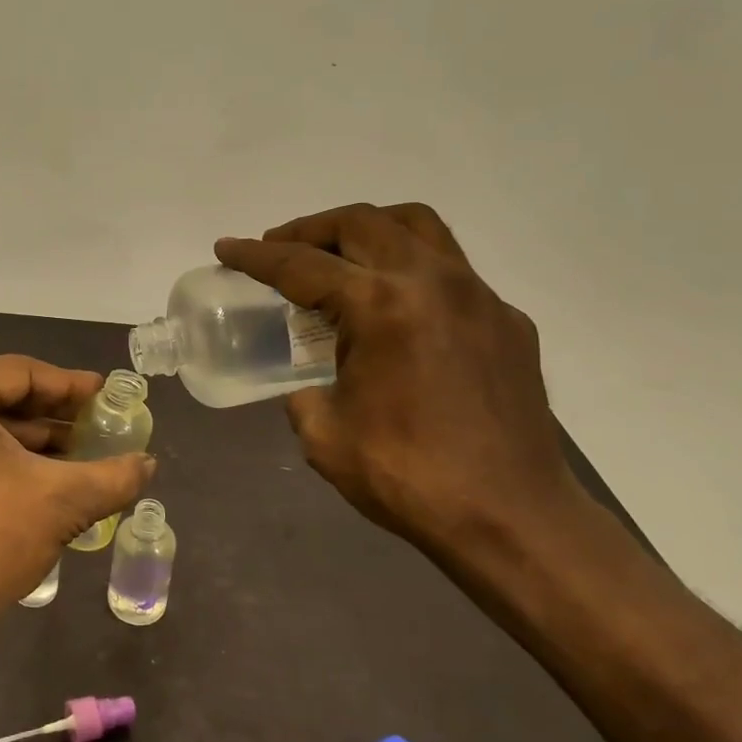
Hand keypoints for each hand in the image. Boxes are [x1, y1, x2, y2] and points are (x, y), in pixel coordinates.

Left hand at [0, 356, 155, 644]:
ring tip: (82, 448)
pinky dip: (5, 453)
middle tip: (99, 421)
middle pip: (0, 395)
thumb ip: (114, 475)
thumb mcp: (62, 500)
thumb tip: (149, 463)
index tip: (106, 394)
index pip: (19, 374)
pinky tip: (47, 469)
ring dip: (33, 436)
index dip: (70, 385)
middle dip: (52, 413)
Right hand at [216, 203, 582, 551]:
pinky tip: (398, 309)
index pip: (302, 265)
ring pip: (416, 225)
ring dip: (367, 228)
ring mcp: (478, 296)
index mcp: (380, 306)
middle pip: (360, 223)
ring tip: (339, 253)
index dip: (256, 256)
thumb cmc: (410, 478)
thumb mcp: (324, 436)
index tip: (227, 248)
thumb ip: (303, 394)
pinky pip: (451, 269)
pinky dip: (410, 268)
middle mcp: (432, 281)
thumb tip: (309, 385)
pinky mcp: (507, 320)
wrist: (513, 519)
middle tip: (279, 248)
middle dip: (310, 229)